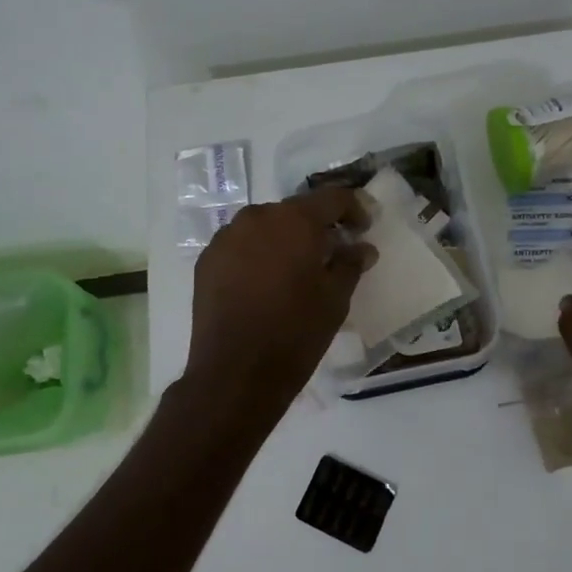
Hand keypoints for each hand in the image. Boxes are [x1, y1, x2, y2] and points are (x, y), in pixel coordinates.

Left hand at [185, 188, 376, 408]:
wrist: (236, 373)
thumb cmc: (296, 332)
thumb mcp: (335, 299)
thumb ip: (350, 264)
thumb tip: (362, 247)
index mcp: (294, 220)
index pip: (332, 198)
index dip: (354, 208)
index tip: (364, 228)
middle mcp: (257, 217)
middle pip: (295, 211)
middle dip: (317, 226)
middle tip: (333, 251)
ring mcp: (226, 237)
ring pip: (265, 227)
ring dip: (285, 240)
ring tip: (297, 269)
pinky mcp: (207, 261)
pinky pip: (241, 246)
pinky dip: (258, 255)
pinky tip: (266, 283)